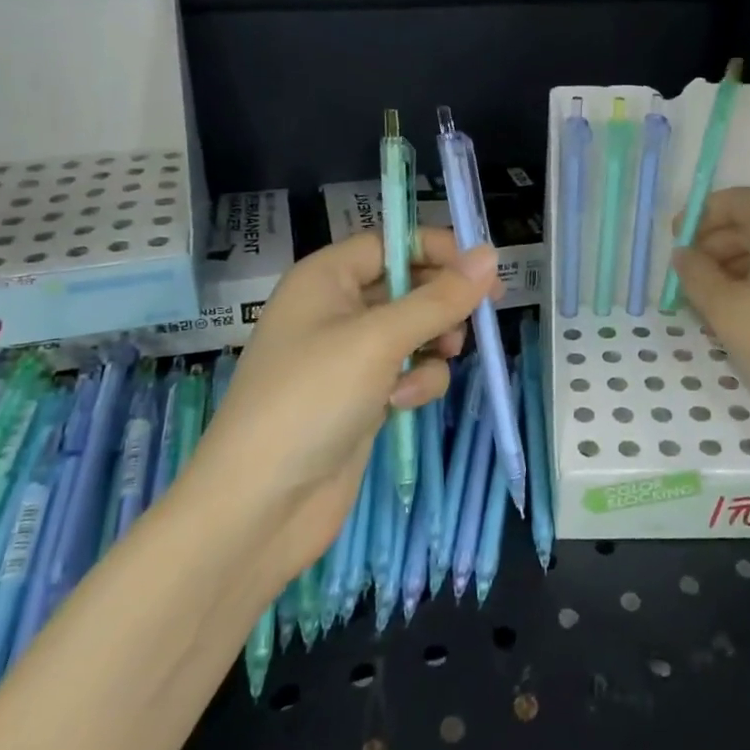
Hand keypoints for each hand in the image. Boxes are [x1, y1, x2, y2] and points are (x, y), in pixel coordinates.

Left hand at [187, 227, 500, 589]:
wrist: (260, 506)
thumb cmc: (312, 400)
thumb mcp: (379, 340)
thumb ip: (439, 298)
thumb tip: (489, 254)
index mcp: (325, 279)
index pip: (390, 242)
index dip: (436, 249)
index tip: (482, 268)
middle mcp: (335, 310)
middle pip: (406, 285)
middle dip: (442, 301)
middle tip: (481, 314)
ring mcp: (348, 357)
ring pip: (414, 330)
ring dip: (434, 343)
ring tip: (442, 357)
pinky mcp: (362, 398)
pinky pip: (406, 371)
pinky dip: (416, 382)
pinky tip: (404, 403)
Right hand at [670, 187, 749, 439]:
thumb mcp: (725, 309)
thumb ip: (695, 274)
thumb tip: (684, 255)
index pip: (734, 200)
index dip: (700, 216)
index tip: (676, 242)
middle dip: (716, 243)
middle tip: (690, 276)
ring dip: (737, 263)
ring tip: (713, 300)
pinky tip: (746, 310)